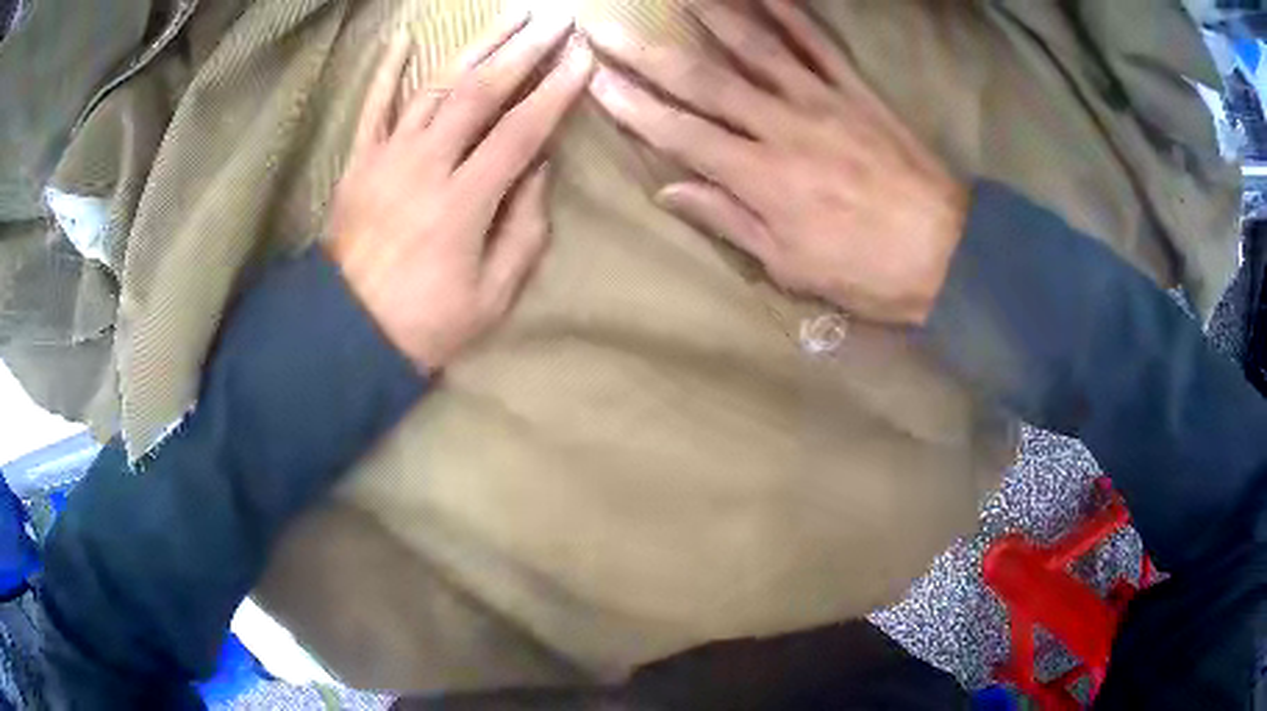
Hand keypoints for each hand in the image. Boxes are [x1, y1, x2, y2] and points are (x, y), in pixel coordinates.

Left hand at [327, 12, 594, 372]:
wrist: (346, 335)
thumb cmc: (426, 323)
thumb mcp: (492, 295)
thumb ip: (523, 230)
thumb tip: (538, 168)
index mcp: (463, 202)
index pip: (520, 130)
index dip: (555, 91)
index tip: (582, 58)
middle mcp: (425, 166)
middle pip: (480, 92)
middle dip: (524, 50)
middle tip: (556, 19)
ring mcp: (386, 158)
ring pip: (435, 87)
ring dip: (475, 46)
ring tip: (509, 16)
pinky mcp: (358, 162)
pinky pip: (372, 106)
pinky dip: (386, 69)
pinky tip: (402, 36)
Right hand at [586, 0, 967, 325]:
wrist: (947, 254)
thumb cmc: (866, 271)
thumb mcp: (791, 265)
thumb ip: (729, 219)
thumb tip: (669, 189)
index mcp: (760, 178)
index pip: (679, 133)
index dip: (632, 106)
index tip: (596, 80)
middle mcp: (782, 128)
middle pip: (704, 81)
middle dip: (647, 52)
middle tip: (606, 27)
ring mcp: (821, 101)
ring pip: (755, 47)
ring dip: (711, 14)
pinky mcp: (856, 91)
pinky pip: (817, 43)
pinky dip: (789, 13)